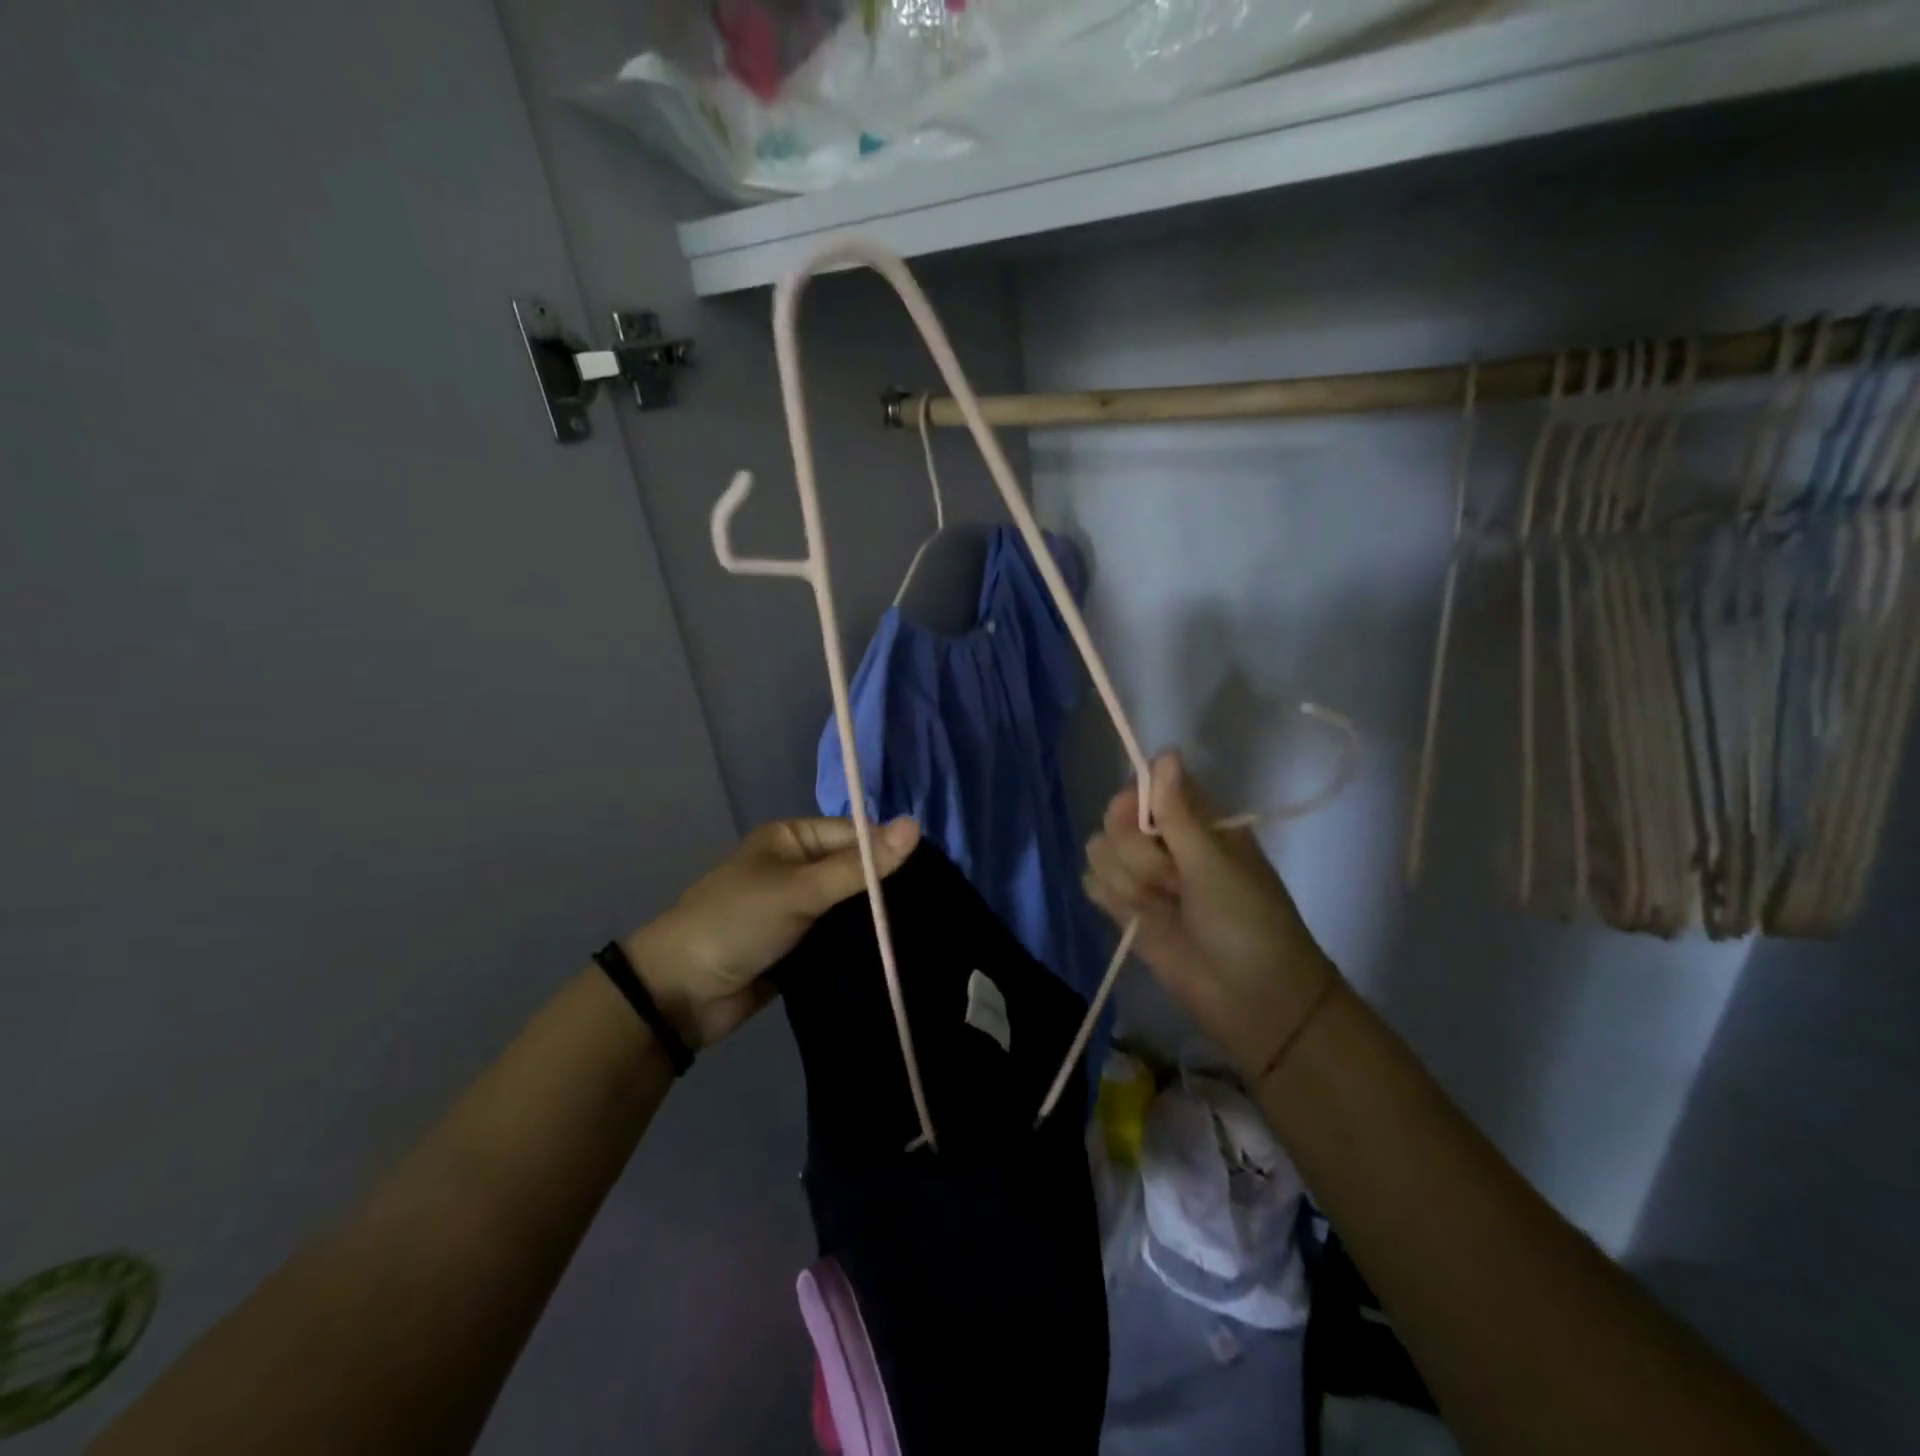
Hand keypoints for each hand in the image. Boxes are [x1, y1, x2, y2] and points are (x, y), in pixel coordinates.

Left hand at [626, 816, 920, 1049]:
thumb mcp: (800, 889)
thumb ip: (859, 866)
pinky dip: (861, 944)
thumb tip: (916, 826)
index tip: (935, 873)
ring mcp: (800, 909)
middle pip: (856, 871)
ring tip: (927, 928)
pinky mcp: (801, 946)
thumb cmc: (738, 923)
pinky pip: (840, 937)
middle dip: (887, 888)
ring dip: (877, 919)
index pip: (855, 835)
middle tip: (937, 904)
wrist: (681, 994)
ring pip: (851, 907)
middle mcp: (798, 868)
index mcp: (792, 838)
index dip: (890, 851)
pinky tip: (899, 951)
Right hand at [1083, 752, 1337, 1076]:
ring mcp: (1143, 876)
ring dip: (1128, 883)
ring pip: (1099, 852)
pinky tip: (1139, 921)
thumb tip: (1164, 752)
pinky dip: (1112, 900)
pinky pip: (1093, 884)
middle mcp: (1164, 841)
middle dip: (1138, 855)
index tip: (1149, 825)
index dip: (1135, 802)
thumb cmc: (1248, 922)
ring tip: (1164, 909)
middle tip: (1175, 882)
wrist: (1253, 1001)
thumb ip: (1179, 812)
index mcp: (1194, 820)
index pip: (1143, 787)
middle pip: (1113, 821)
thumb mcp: (1215, 863)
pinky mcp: (1125, 908)